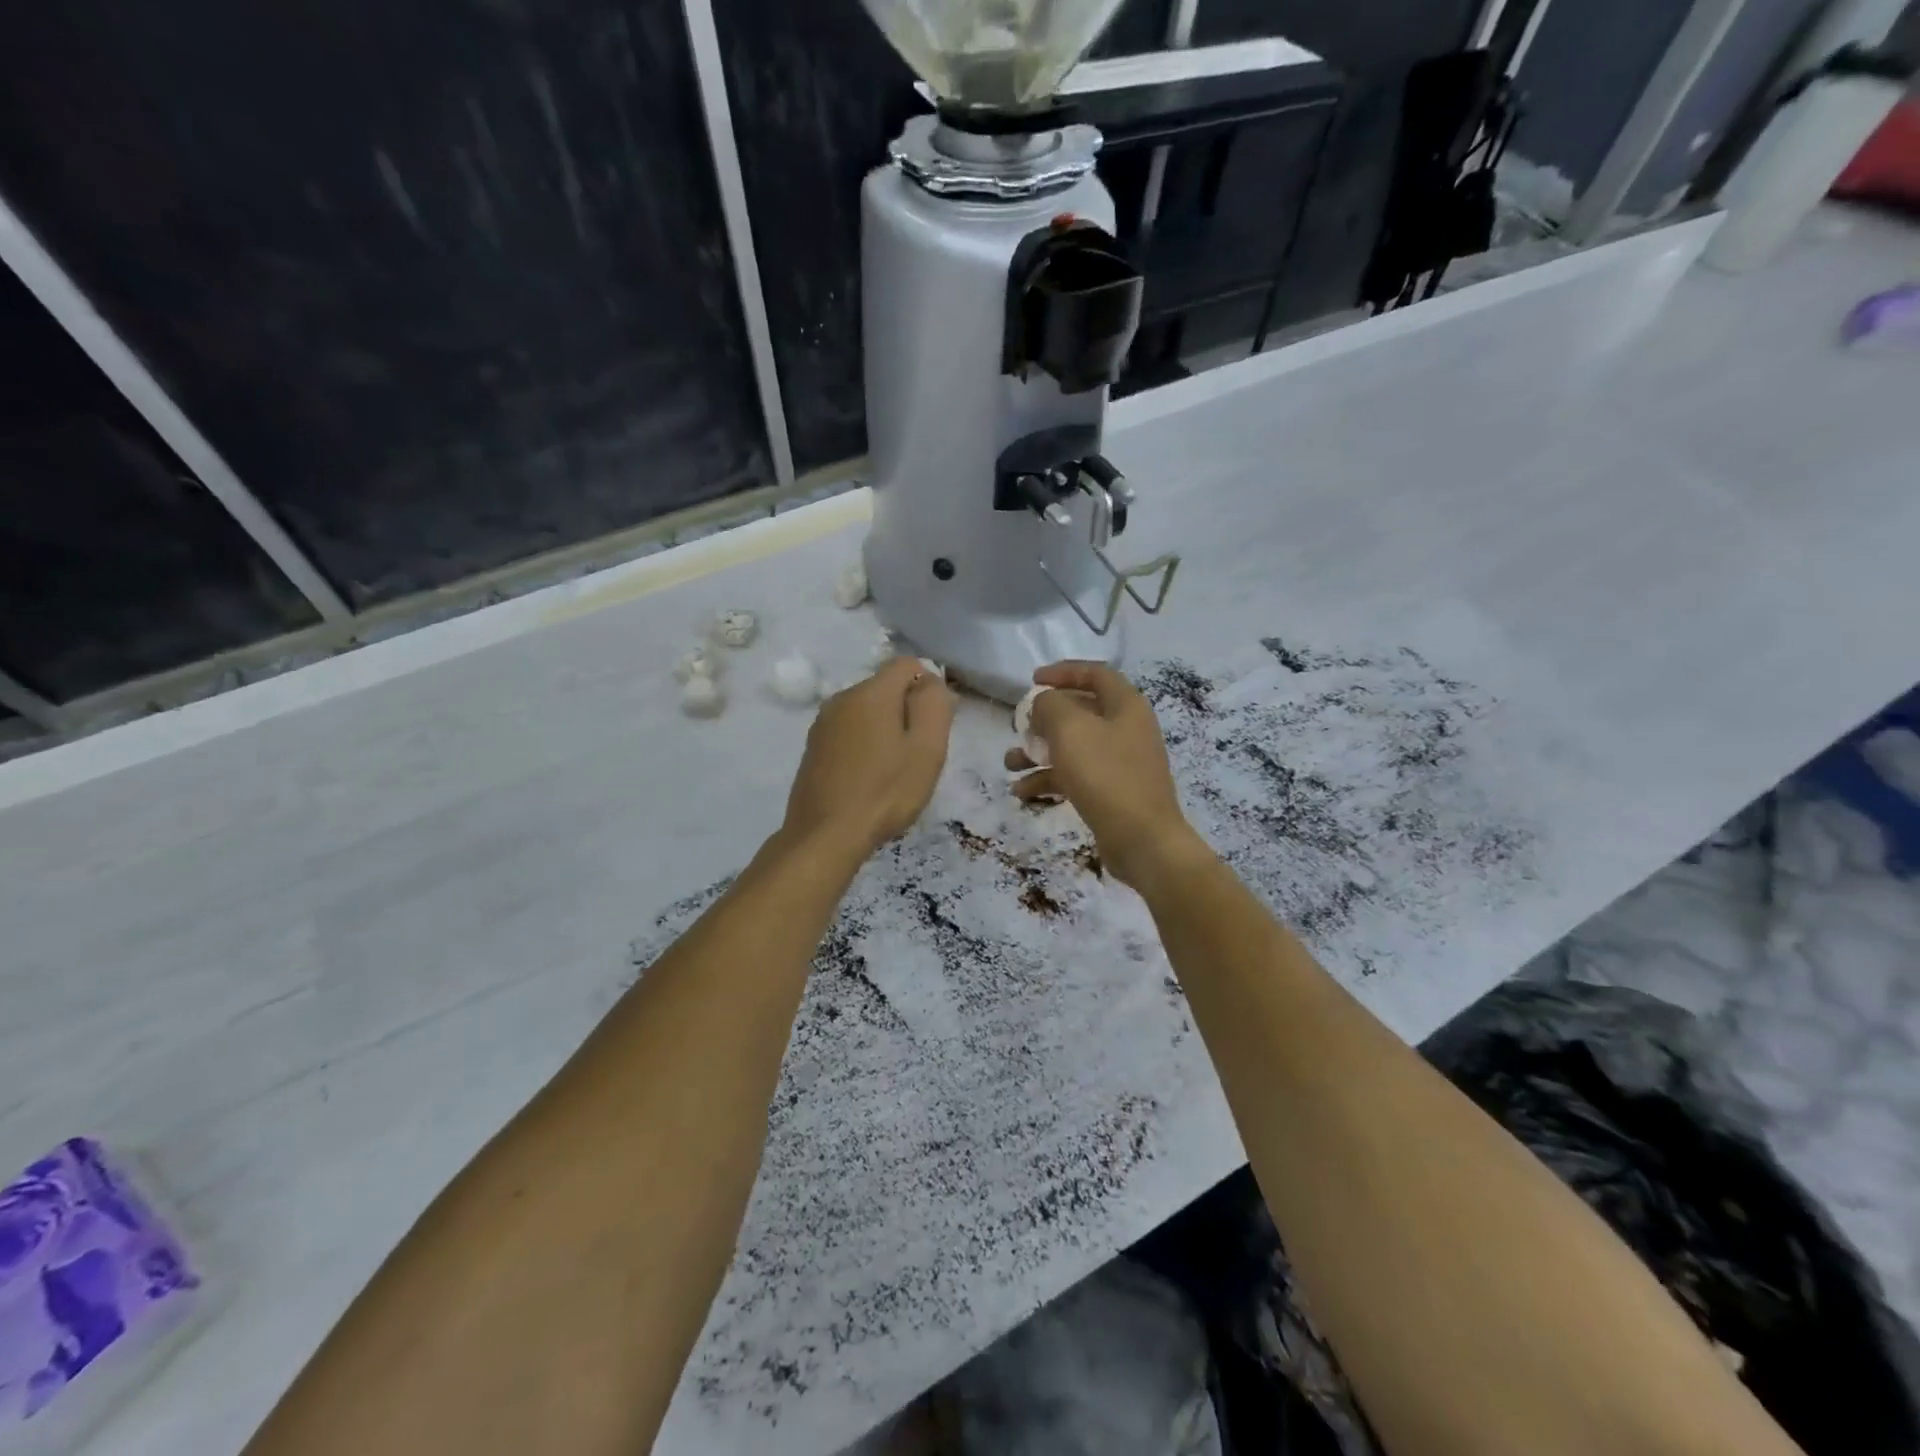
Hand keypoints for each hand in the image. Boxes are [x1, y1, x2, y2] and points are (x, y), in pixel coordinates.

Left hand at [783, 656, 953, 859]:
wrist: (825, 836)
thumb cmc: (885, 792)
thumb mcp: (927, 748)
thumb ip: (934, 705)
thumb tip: (930, 681)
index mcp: (871, 692)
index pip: (907, 664)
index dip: (928, 686)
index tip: (935, 724)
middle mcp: (842, 698)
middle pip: (886, 688)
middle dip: (906, 710)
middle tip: (918, 753)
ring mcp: (823, 724)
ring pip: (866, 712)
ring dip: (885, 730)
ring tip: (894, 770)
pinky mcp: (813, 748)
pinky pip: (849, 732)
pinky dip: (864, 745)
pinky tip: (869, 779)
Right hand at [1006, 661, 1209, 890]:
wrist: (1142, 839)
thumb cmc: (1106, 775)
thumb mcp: (1070, 729)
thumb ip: (1050, 705)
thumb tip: (1043, 703)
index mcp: (1125, 705)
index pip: (1095, 673)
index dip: (1063, 672)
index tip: (1032, 680)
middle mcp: (1126, 728)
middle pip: (1080, 711)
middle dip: (1043, 719)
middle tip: (1019, 727)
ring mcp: (1121, 762)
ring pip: (1073, 747)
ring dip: (1039, 752)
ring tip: (1010, 764)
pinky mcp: (1112, 791)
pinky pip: (1076, 776)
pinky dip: (1050, 779)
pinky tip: (1022, 792)